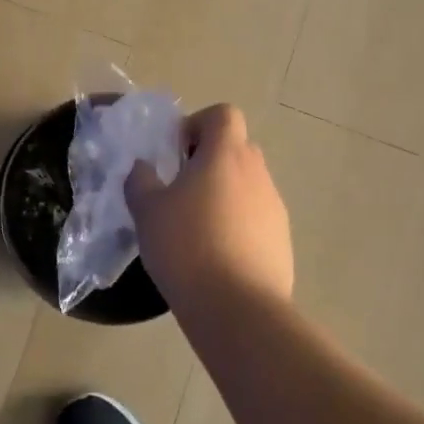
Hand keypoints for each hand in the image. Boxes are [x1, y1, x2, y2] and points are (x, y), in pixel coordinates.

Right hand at [125, 104, 293, 305]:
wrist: (238, 309)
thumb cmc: (187, 246)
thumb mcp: (147, 210)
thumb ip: (141, 181)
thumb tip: (144, 168)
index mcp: (225, 155)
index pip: (223, 114)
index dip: (199, 124)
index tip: (177, 153)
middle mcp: (257, 173)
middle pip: (237, 149)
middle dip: (209, 161)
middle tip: (181, 190)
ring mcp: (275, 208)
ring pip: (247, 186)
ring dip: (224, 195)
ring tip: (196, 229)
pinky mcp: (282, 241)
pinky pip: (257, 219)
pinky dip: (238, 226)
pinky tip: (215, 257)